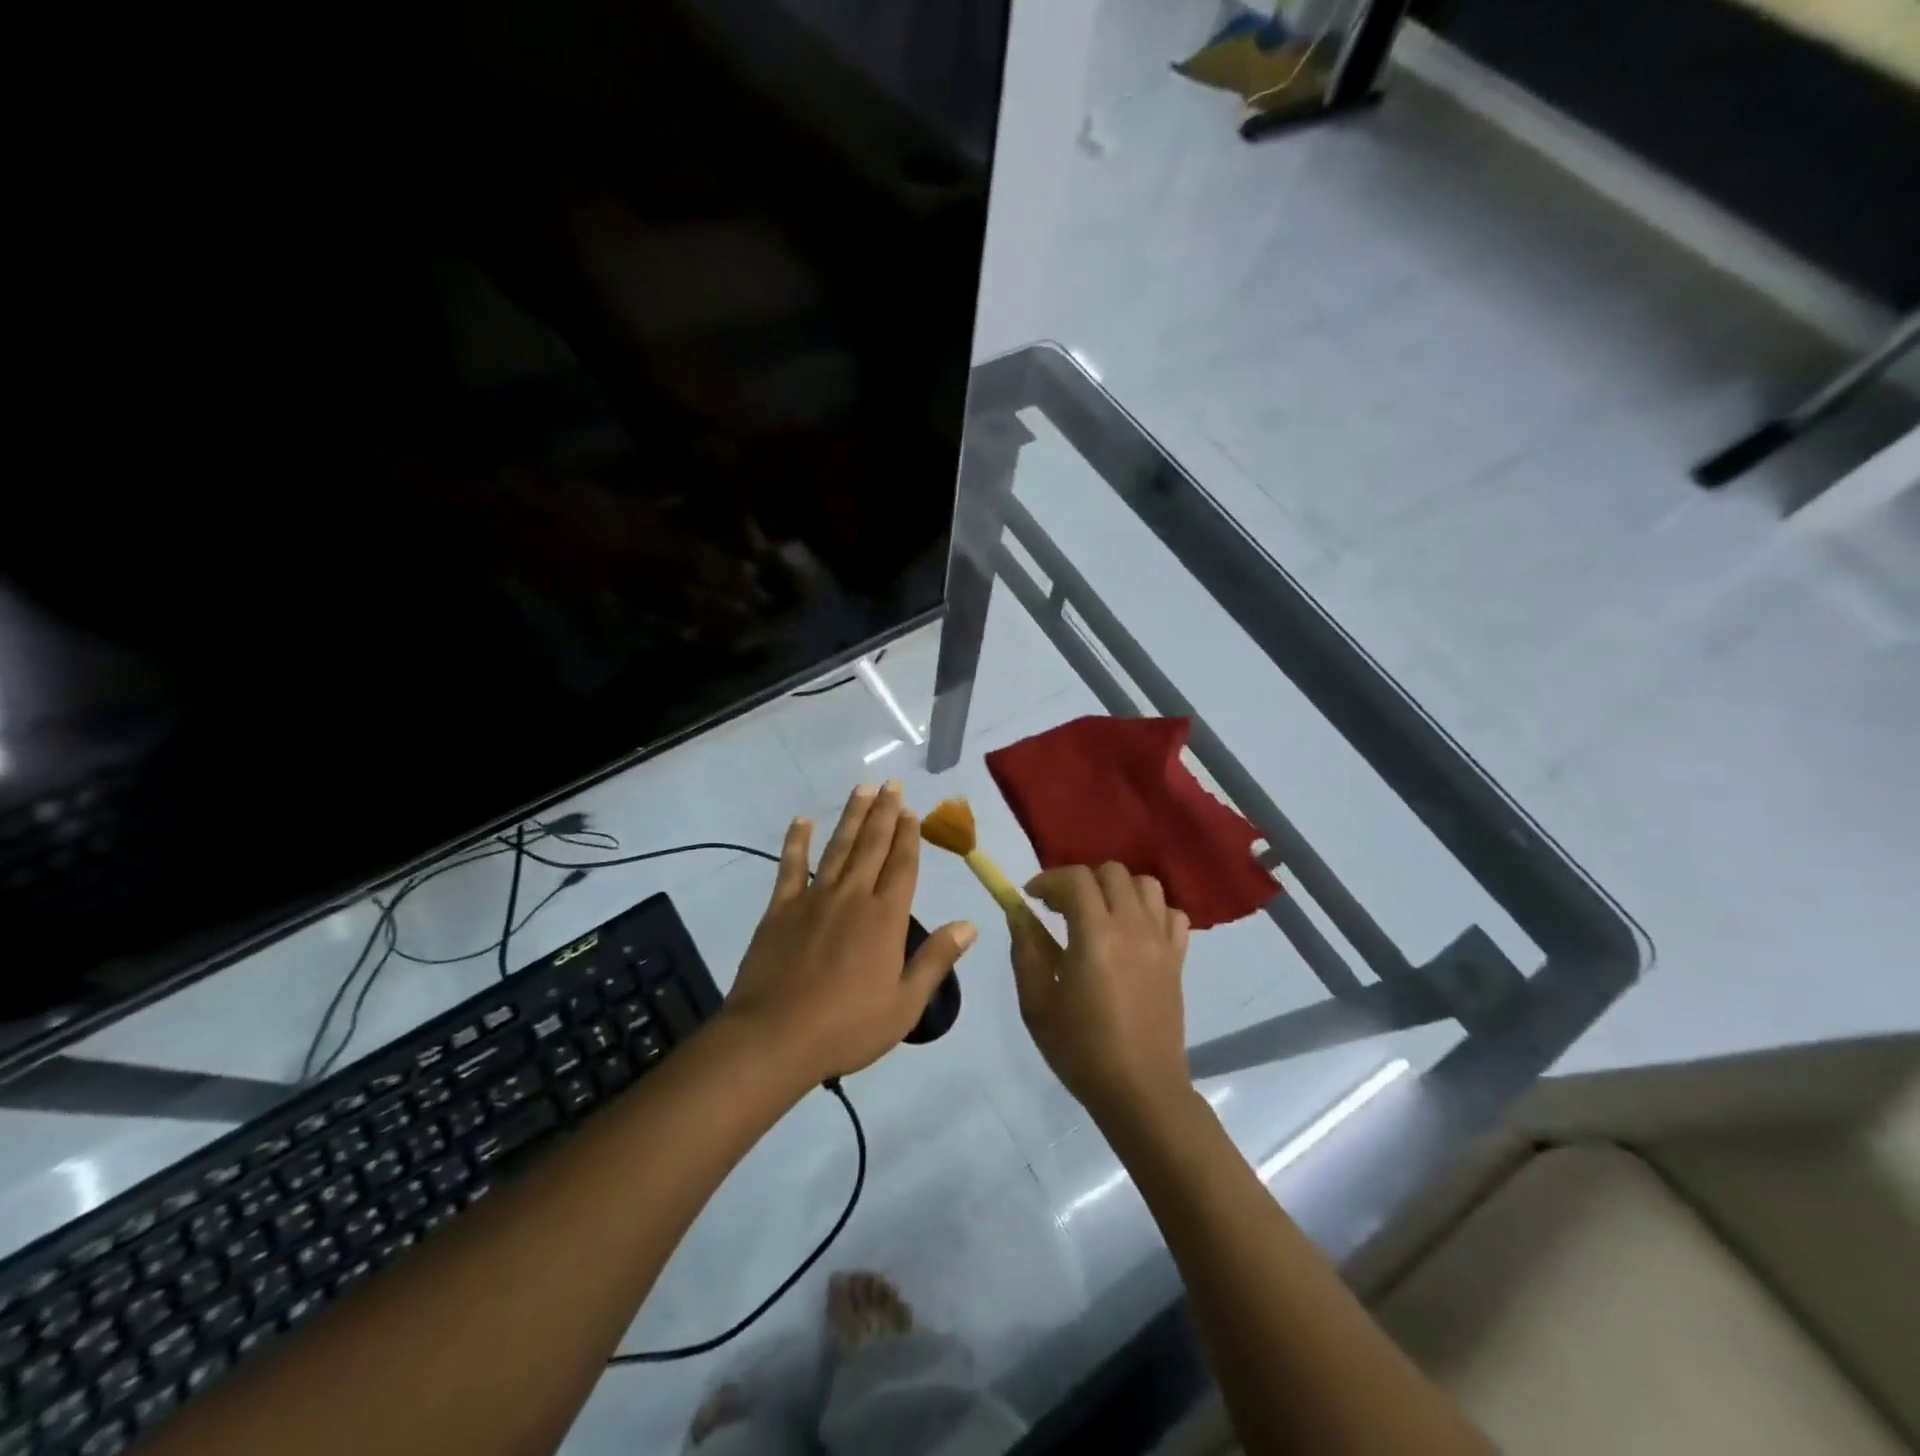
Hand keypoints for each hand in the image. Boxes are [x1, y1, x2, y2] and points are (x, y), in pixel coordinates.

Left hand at [723, 782, 977, 1084]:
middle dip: (885, 813)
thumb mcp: (905, 1004)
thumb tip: (970, 924)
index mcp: (886, 917)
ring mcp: (814, 898)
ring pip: (838, 847)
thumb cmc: (847, 1026)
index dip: (909, 836)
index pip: (902, 865)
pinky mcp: (780, 909)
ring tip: (862, 790)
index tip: (912, 810)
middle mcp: (853, 896)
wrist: (775, 1037)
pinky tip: (802, 820)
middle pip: (873, 845)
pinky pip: (790, 866)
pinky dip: (797, 841)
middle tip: (891, 784)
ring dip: (852, 817)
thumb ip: (937, 960)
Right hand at [1010, 863, 1191, 1124]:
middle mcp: (1133, 928)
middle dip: (1081, 881)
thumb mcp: (1037, 1001)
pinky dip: (1151, 911)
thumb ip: (1026, 948)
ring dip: (1117, 890)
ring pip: (1146, 885)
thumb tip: (1019, 912)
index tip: (1031, 897)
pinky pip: (1171, 915)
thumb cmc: (1081, 1049)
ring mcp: (1161, 942)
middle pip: (1112, 873)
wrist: (1140, 1091)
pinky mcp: (1178, 959)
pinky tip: (1132, 932)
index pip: (1076, 879)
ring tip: (1098, 915)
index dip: (1049, 879)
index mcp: (1096, 936)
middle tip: (1060, 908)